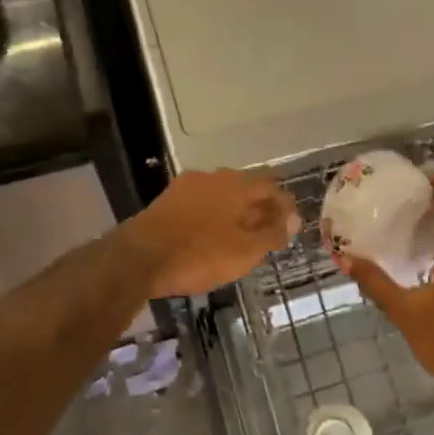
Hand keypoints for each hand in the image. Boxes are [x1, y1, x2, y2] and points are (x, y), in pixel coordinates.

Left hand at [125, 168, 300, 298]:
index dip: (285, 206)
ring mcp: (187, 186)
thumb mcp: (245, 250)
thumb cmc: (200, 254)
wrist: (139, 257)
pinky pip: (201, 204)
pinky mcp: (167, 200)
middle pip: (246, 188)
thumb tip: (294, 220)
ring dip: (236, 212)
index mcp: (237, 184)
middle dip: (260, 208)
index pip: (272, 187)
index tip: (292, 225)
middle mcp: (214, 177)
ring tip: (242, 236)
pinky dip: (213, 216)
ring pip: (222, 195)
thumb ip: (272, 233)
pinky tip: (212, 235)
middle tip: (269, 232)